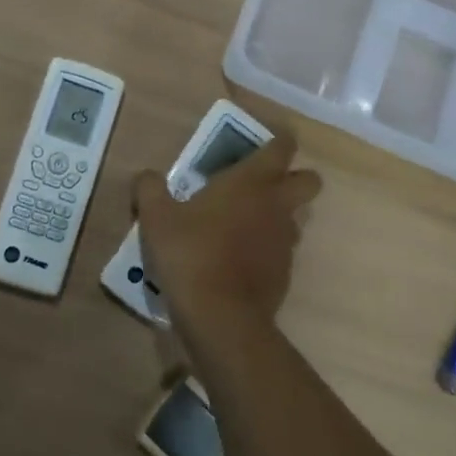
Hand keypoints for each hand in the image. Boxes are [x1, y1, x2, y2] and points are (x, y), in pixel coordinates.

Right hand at [132, 134, 321, 328]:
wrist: (221, 317)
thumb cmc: (191, 254)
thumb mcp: (156, 217)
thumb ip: (150, 189)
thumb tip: (146, 176)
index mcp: (252, 181)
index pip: (282, 147)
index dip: (280, 139)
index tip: (267, 138)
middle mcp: (277, 204)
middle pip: (308, 180)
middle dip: (294, 176)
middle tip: (261, 182)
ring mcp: (285, 241)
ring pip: (296, 216)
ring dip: (278, 214)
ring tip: (243, 222)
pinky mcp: (285, 272)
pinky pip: (282, 249)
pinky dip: (267, 247)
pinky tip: (238, 258)